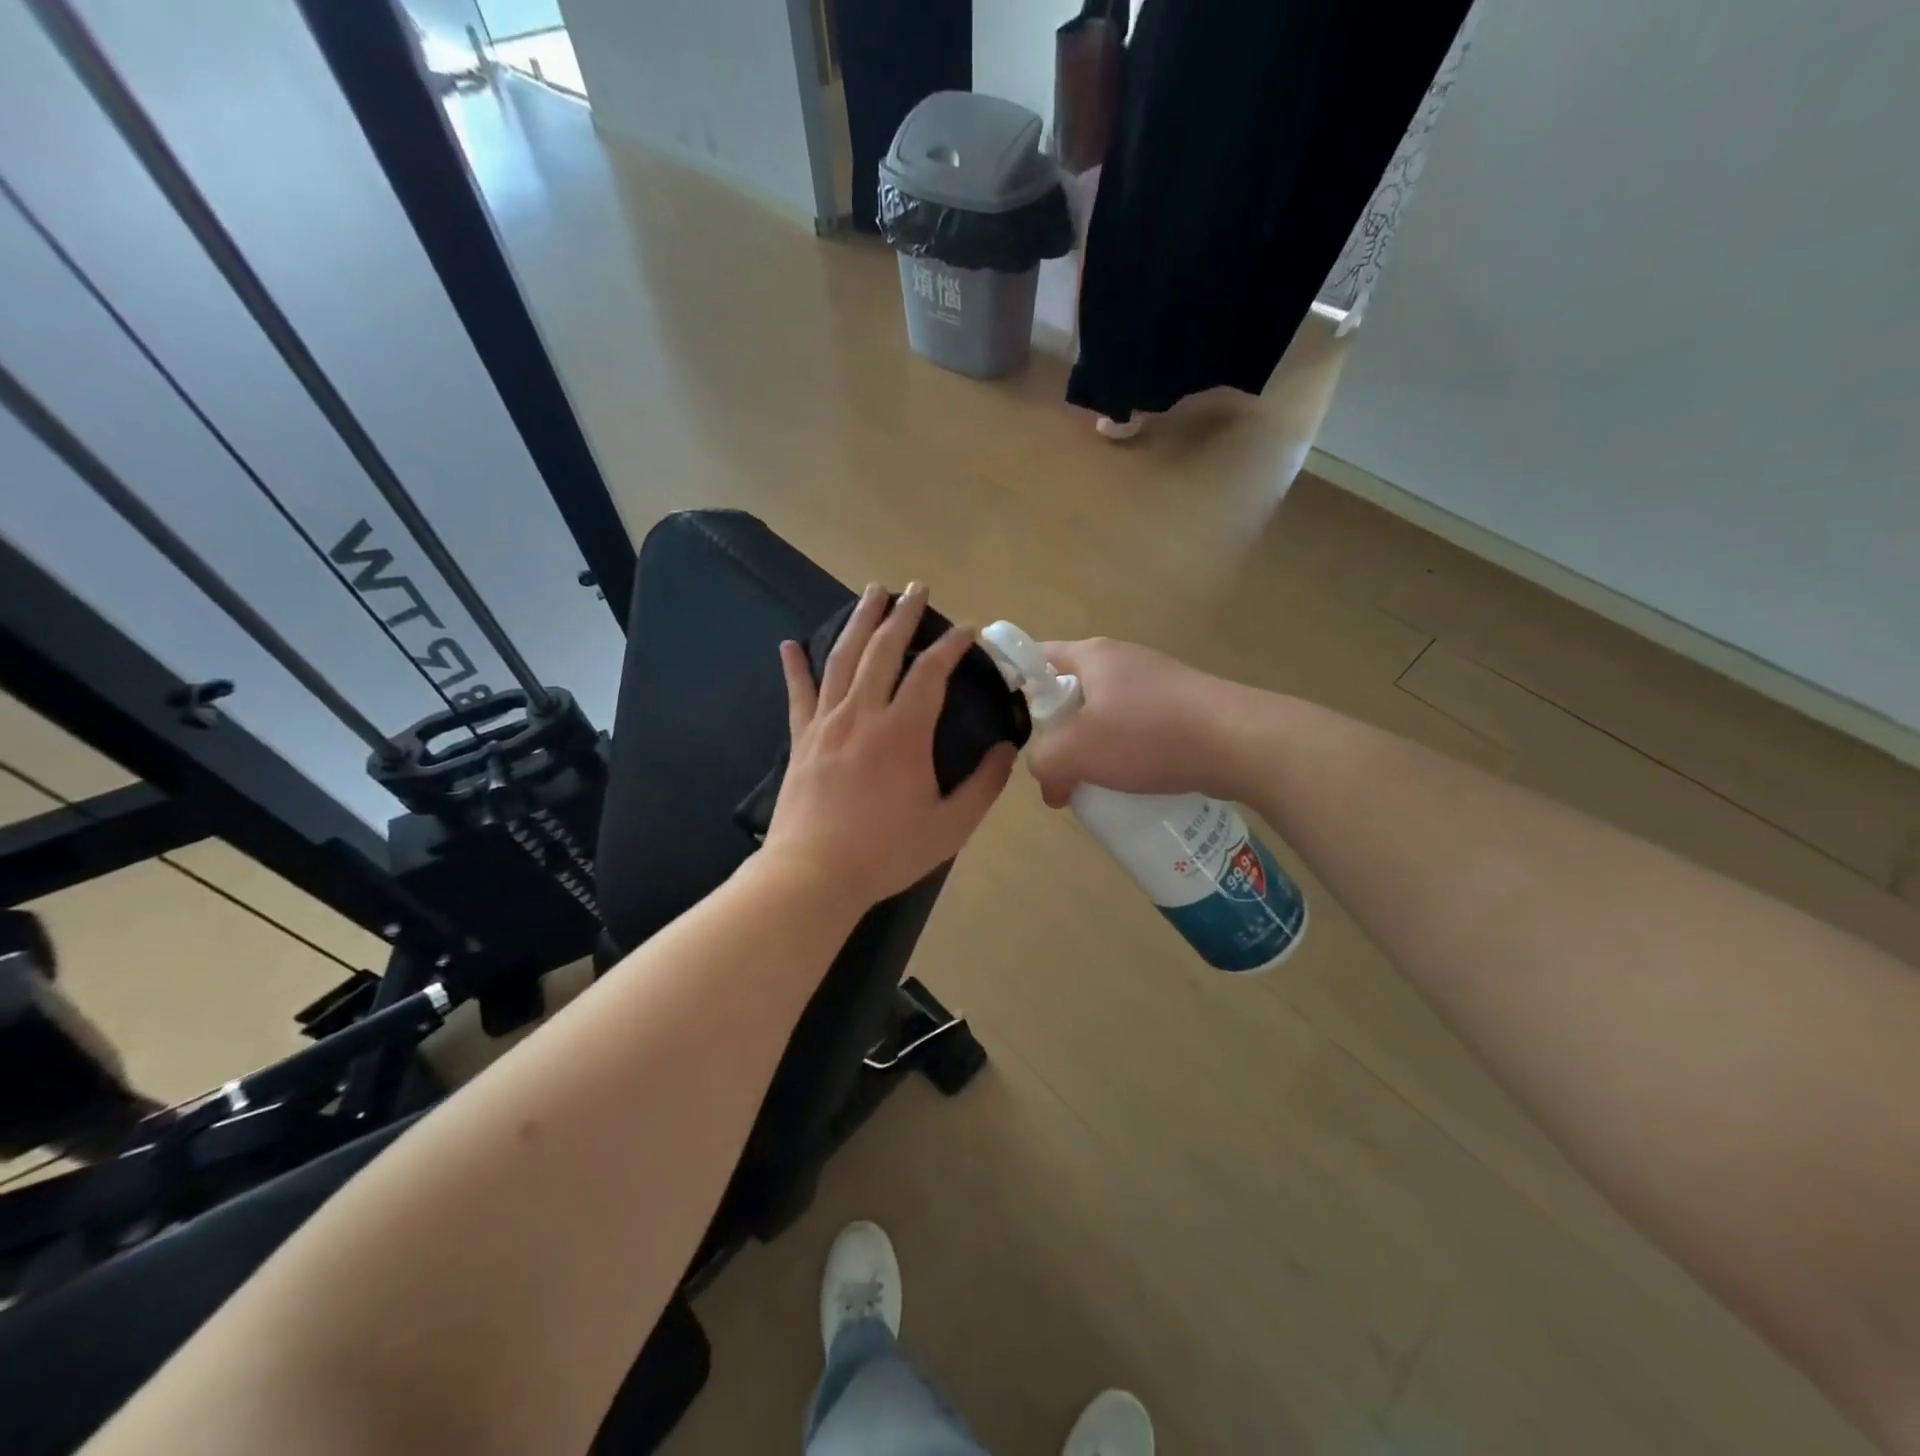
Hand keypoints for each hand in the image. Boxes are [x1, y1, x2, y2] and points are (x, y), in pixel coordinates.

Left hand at [764, 583, 1016, 910]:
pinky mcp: (801, 739)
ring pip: (842, 658)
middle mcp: (863, 713)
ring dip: (859, 622)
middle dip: (903, 614)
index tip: (968, 629)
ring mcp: (826, 723)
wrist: (813, 874)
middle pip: (883, 649)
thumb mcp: (951, 826)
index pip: (931, 671)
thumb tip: (1005, 750)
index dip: (952, 645)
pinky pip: (798, 693)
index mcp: (903, 731)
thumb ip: (984, 786)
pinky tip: (789, 644)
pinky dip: (794, 666)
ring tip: (871, 593)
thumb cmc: (886, 852)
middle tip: (915, 588)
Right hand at [1025, 637, 1243, 807]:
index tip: (1011, 727)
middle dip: (1058, 733)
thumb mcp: (1077, 751)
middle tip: (1054, 768)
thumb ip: (1044, 763)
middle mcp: (1122, 660)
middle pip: (1071, 693)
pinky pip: (1138, 731)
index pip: (1036, 657)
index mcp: (1091, 655)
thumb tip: (1050, 784)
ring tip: (1091, 785)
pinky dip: (1127, 756)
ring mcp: (1156, 683)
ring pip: (1105, 717)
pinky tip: (1131, 785)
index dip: (1016, 686)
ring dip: (1093, 750)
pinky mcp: (1182, 708)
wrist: (1240, 742)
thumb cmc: (1148, 735)